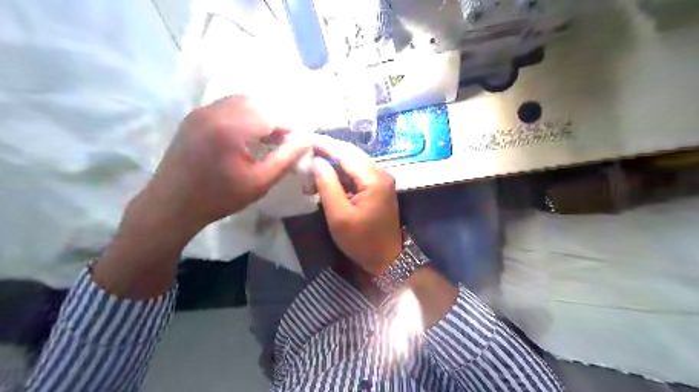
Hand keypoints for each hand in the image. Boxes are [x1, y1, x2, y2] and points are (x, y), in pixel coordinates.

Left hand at [136, 96, 311, 239]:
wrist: (171, 204)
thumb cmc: (219, 198)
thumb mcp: (259, 183)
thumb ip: (286, 158)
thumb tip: (307, 139)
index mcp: (230, 128)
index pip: (271, 115)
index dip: (290, 127)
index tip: (298, 142)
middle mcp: (214, 111)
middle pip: (257, 103)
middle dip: (276, 119)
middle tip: (284, 140)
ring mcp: (201, 111)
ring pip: (242, 101)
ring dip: (261, 115)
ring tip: (268, 137)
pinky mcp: (194, 116)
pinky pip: (227, 106)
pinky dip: (244, 115)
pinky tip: (247, 135)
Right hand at [313, 136, 400, 273]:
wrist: (386, 259)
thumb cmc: (361, 241)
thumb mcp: (339, 215)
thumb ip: (328, 186)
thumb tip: (317, 162)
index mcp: (373, 178)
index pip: (346, 153)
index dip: (325, 145)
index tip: (305, 138)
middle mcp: (380, 174)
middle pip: (350, 155)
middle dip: (327, 153)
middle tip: (304, 153)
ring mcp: (380, 181)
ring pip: (352, 165)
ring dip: (331, 168)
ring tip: (308, 178)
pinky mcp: (376, 189)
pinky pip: (355, 176)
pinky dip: (339, 179)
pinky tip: (323, 186)